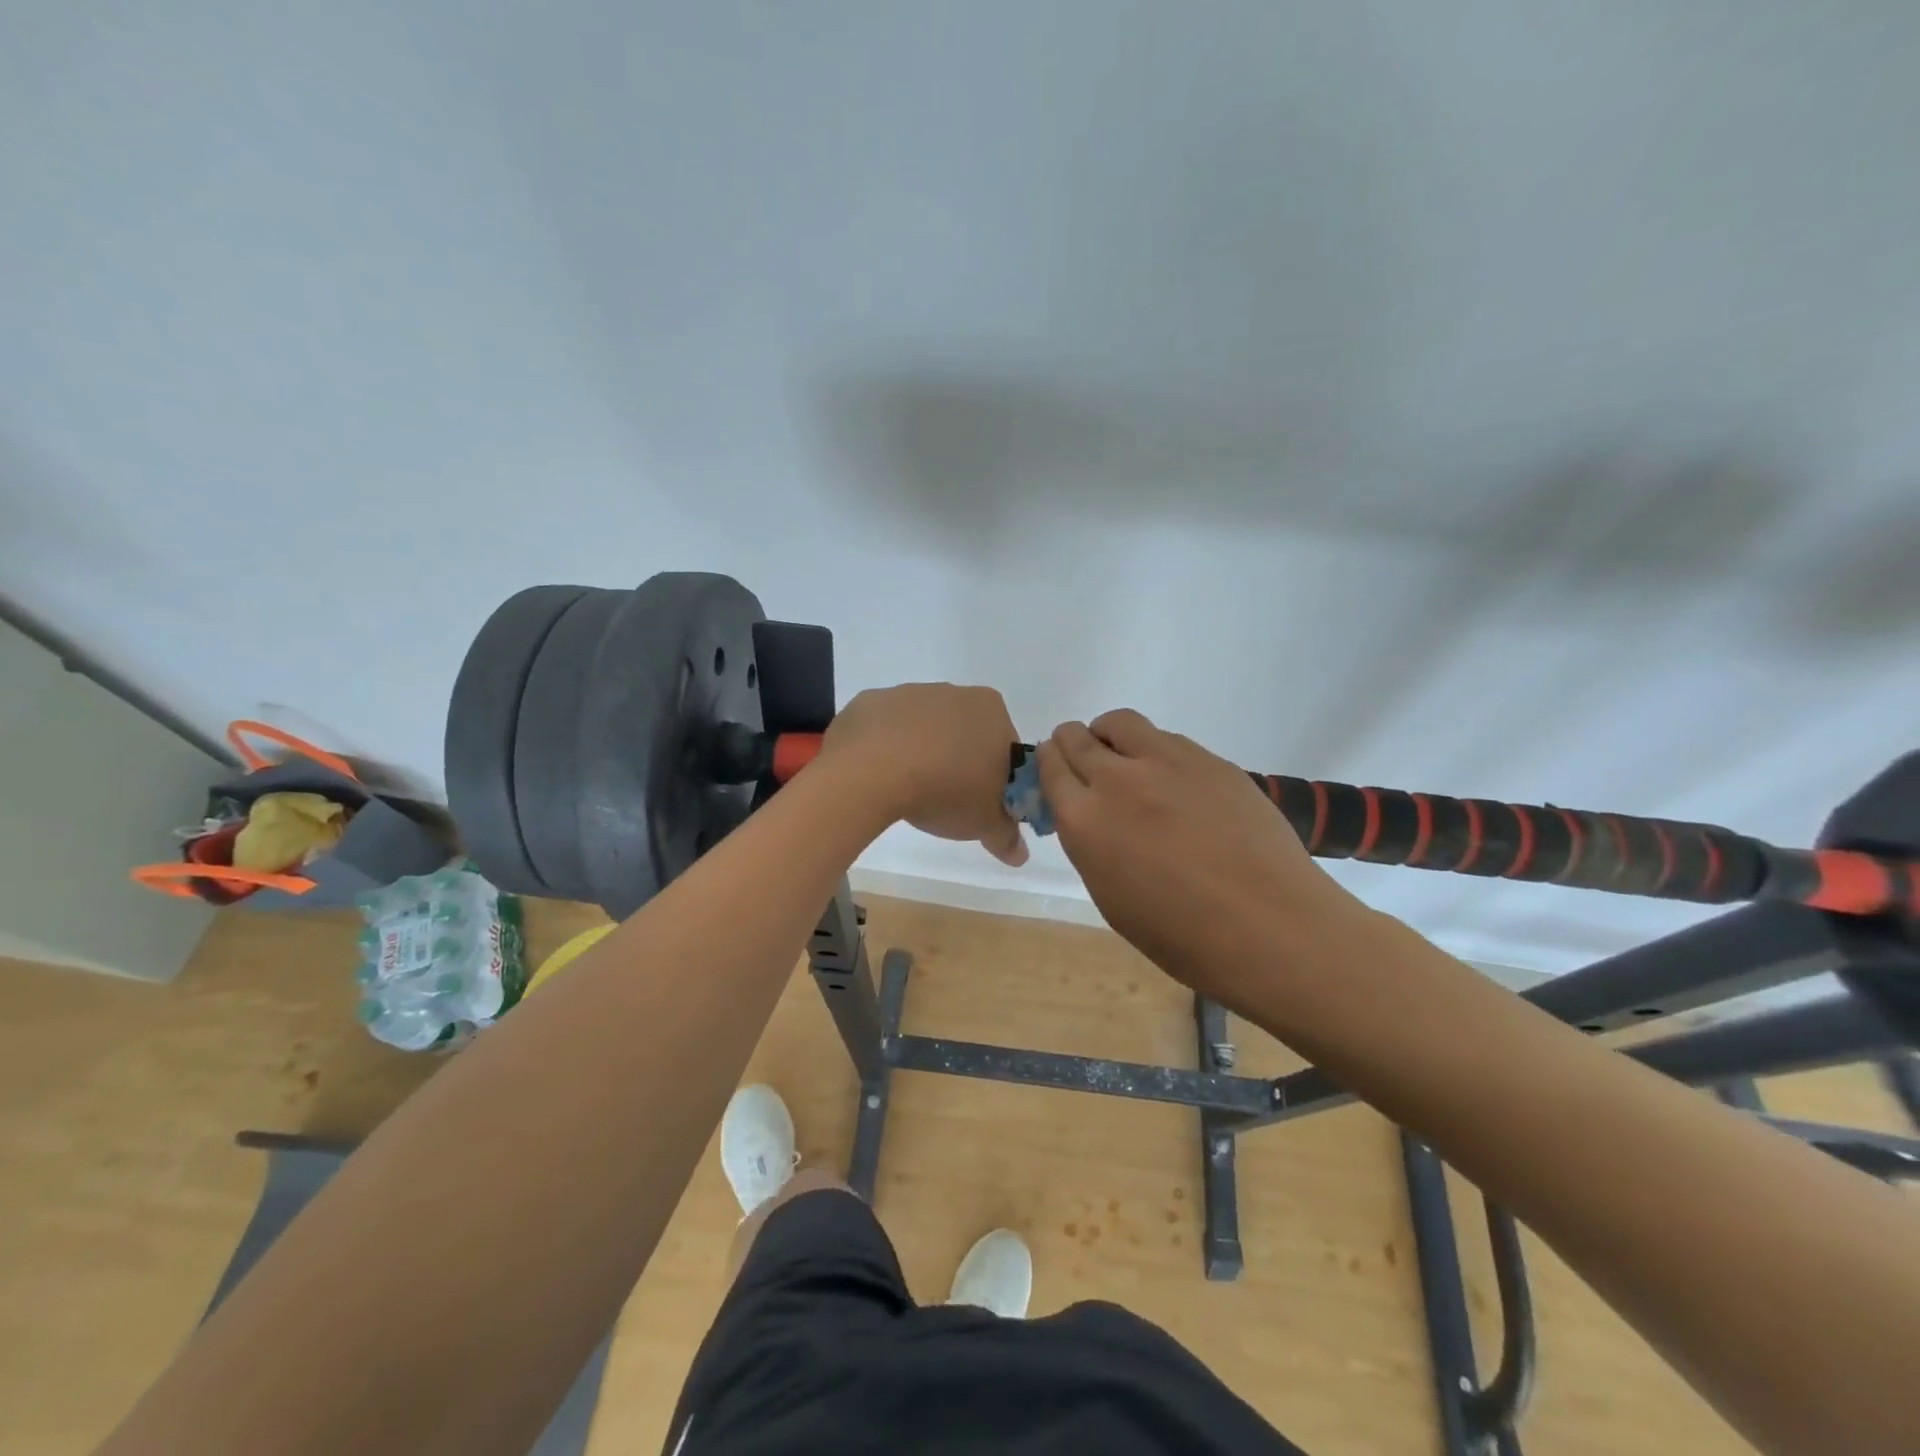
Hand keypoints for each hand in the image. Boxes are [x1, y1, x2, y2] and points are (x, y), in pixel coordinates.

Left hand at [817, 684, 1027, 865]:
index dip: (997, 780)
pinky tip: (880, 776)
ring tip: (909, 792)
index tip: (982, 804)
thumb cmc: (946, 789)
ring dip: (922, 754)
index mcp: (993, 711)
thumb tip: (1020, 854)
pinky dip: (886, 749)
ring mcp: (909, 692)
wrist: (872, 769)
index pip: (1006, 749)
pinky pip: (885, 729)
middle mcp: (955, 692)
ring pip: (924, 729)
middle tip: (947, 801)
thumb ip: (1006, 836)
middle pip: (965, 734)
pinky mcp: (871, 701)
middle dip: (960, 763)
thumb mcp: (985, 823)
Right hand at [1037, 709, 1360, 1002]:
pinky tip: (1173, 781)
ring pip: (1120, 723)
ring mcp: (1167, 762)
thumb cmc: (1182, 934)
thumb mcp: (1111, 897)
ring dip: (1109, 736)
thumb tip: (1092, 819)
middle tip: (1082, 759)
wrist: (1269, 926)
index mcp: (1085, 821)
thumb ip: (1092, 846)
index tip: (1054, 768)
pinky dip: (1154, 750)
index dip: (1049, 763)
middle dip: (1070, 743)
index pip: (1050, 768)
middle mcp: (1118, 780)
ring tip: (1124, 759)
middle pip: (1077, 738)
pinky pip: (1166, 739)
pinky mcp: (1208, 759)